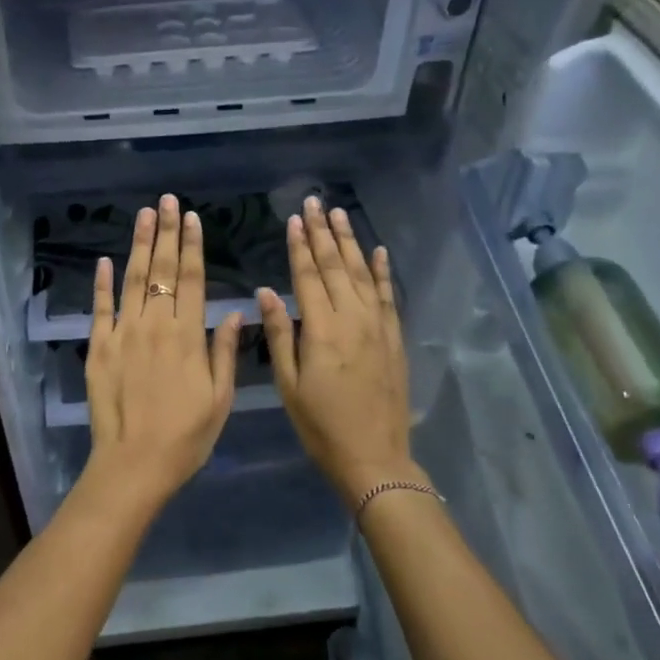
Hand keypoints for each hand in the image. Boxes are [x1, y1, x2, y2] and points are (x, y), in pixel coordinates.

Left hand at [81, 194, 241, 513]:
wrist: (134, 463)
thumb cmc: (186, 436)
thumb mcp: (219, 398)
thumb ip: (225, 351)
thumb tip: (234, 311)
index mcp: (188, 335)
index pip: (192, 279)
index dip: (192, 246)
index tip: (192, 218)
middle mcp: (155, 325)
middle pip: (161, 270)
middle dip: (166, 233)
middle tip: (167, 201)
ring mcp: (123, 334)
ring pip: (132, 280)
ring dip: (138, 245)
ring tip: (143, 215)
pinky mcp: (98, 348)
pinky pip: (100, 308)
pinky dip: (102, 283)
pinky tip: (105, 260)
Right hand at [258, 197, 420, 508]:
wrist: (374, 456)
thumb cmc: (320, 425)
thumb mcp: (288, 385)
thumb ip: (279, 334)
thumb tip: (265, 292)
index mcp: (322, 330)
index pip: (308, 276)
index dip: (299, 246)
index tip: (293, 219)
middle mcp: (353, 319)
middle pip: (336, 267)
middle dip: (324, 233)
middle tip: (315, 203)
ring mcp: (378, 327)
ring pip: (363, 274)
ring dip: (351, 242)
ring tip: (340, 215)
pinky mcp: (394, 338)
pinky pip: (389, 296)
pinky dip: (384, 272)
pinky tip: (379, 251)